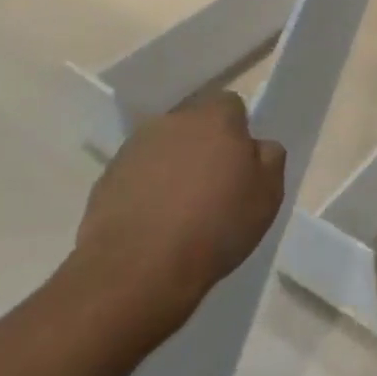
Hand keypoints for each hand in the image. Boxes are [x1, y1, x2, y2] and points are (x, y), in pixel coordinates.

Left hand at [68, 93, 286, 340]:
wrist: (139, 269)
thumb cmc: (216, 227)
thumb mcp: (268, 195)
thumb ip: (269, 159)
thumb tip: (257, 146)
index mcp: (215, 119)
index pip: (231, 105)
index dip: (238, 132)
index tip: (240, 164)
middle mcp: (172, 122)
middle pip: (195, 125)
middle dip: (204, 147)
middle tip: (214, 188)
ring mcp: (134, 148)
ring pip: (164, 149)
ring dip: (173, 168)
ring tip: (180, 212)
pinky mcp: (107, 177)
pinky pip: (137, 175)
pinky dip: (146, 191)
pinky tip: (154, 224)